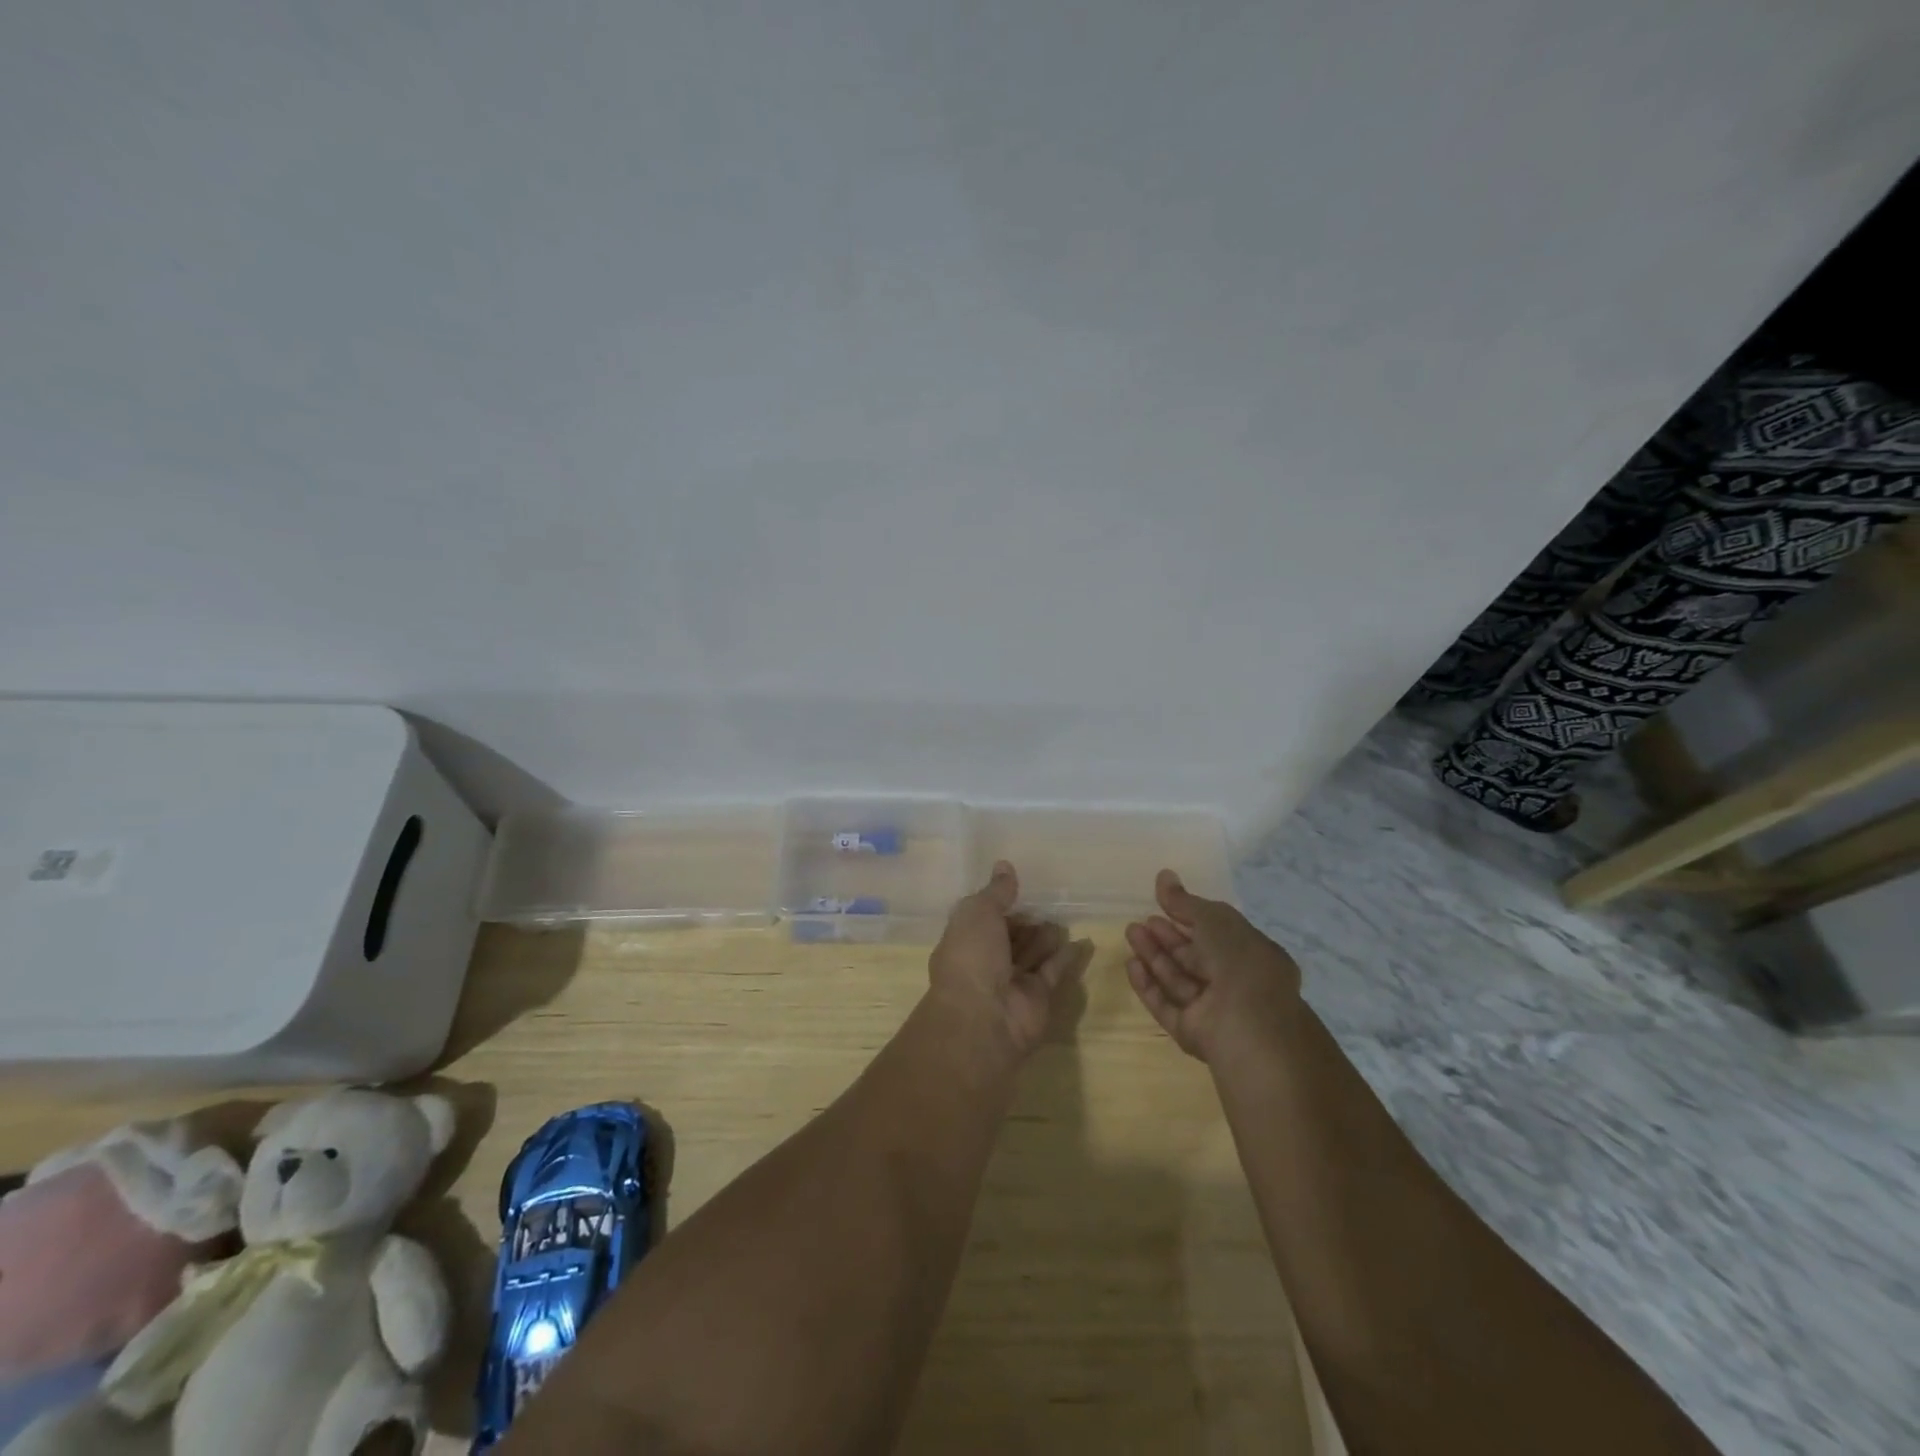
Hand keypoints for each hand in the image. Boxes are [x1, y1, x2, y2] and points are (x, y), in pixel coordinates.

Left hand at [928, 861, 1092, 1061]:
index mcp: (965, 940)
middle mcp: (987, 961)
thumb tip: (1004, 865)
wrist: (983, 1018)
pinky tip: (1084, 940)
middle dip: (1026, 921)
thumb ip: (996, 891)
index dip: (1000, 903)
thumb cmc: (972, 957)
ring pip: (1032, 953)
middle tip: (1049, 901)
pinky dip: (1067, 956)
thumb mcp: (978, 912)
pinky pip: (1054, 970)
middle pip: (1009, 936)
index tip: (1021, 886)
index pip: (984, 917)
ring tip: (1064, 916)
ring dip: (1046, 936)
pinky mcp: (1038, 996)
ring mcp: (1013, 981)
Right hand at [1124, 870, 1301, 1065]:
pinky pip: (1166, 1005)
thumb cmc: (1240, 963)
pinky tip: (1131, 965)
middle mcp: (1234, 984)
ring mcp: (1213, 1011)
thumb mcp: (1215, 920)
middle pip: (1194, 957)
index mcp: (1252, 956)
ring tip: (1130, 932)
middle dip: (1167, 937)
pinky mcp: (1192, 1032)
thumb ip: (1185, 901)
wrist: (1248, 1027)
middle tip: (1140, 920)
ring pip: (1177, 979)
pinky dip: (1148, 985)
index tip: (1162, 903)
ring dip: (1154, 955)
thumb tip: (1163, 876)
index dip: (1190, 918)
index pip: (1217, 933)